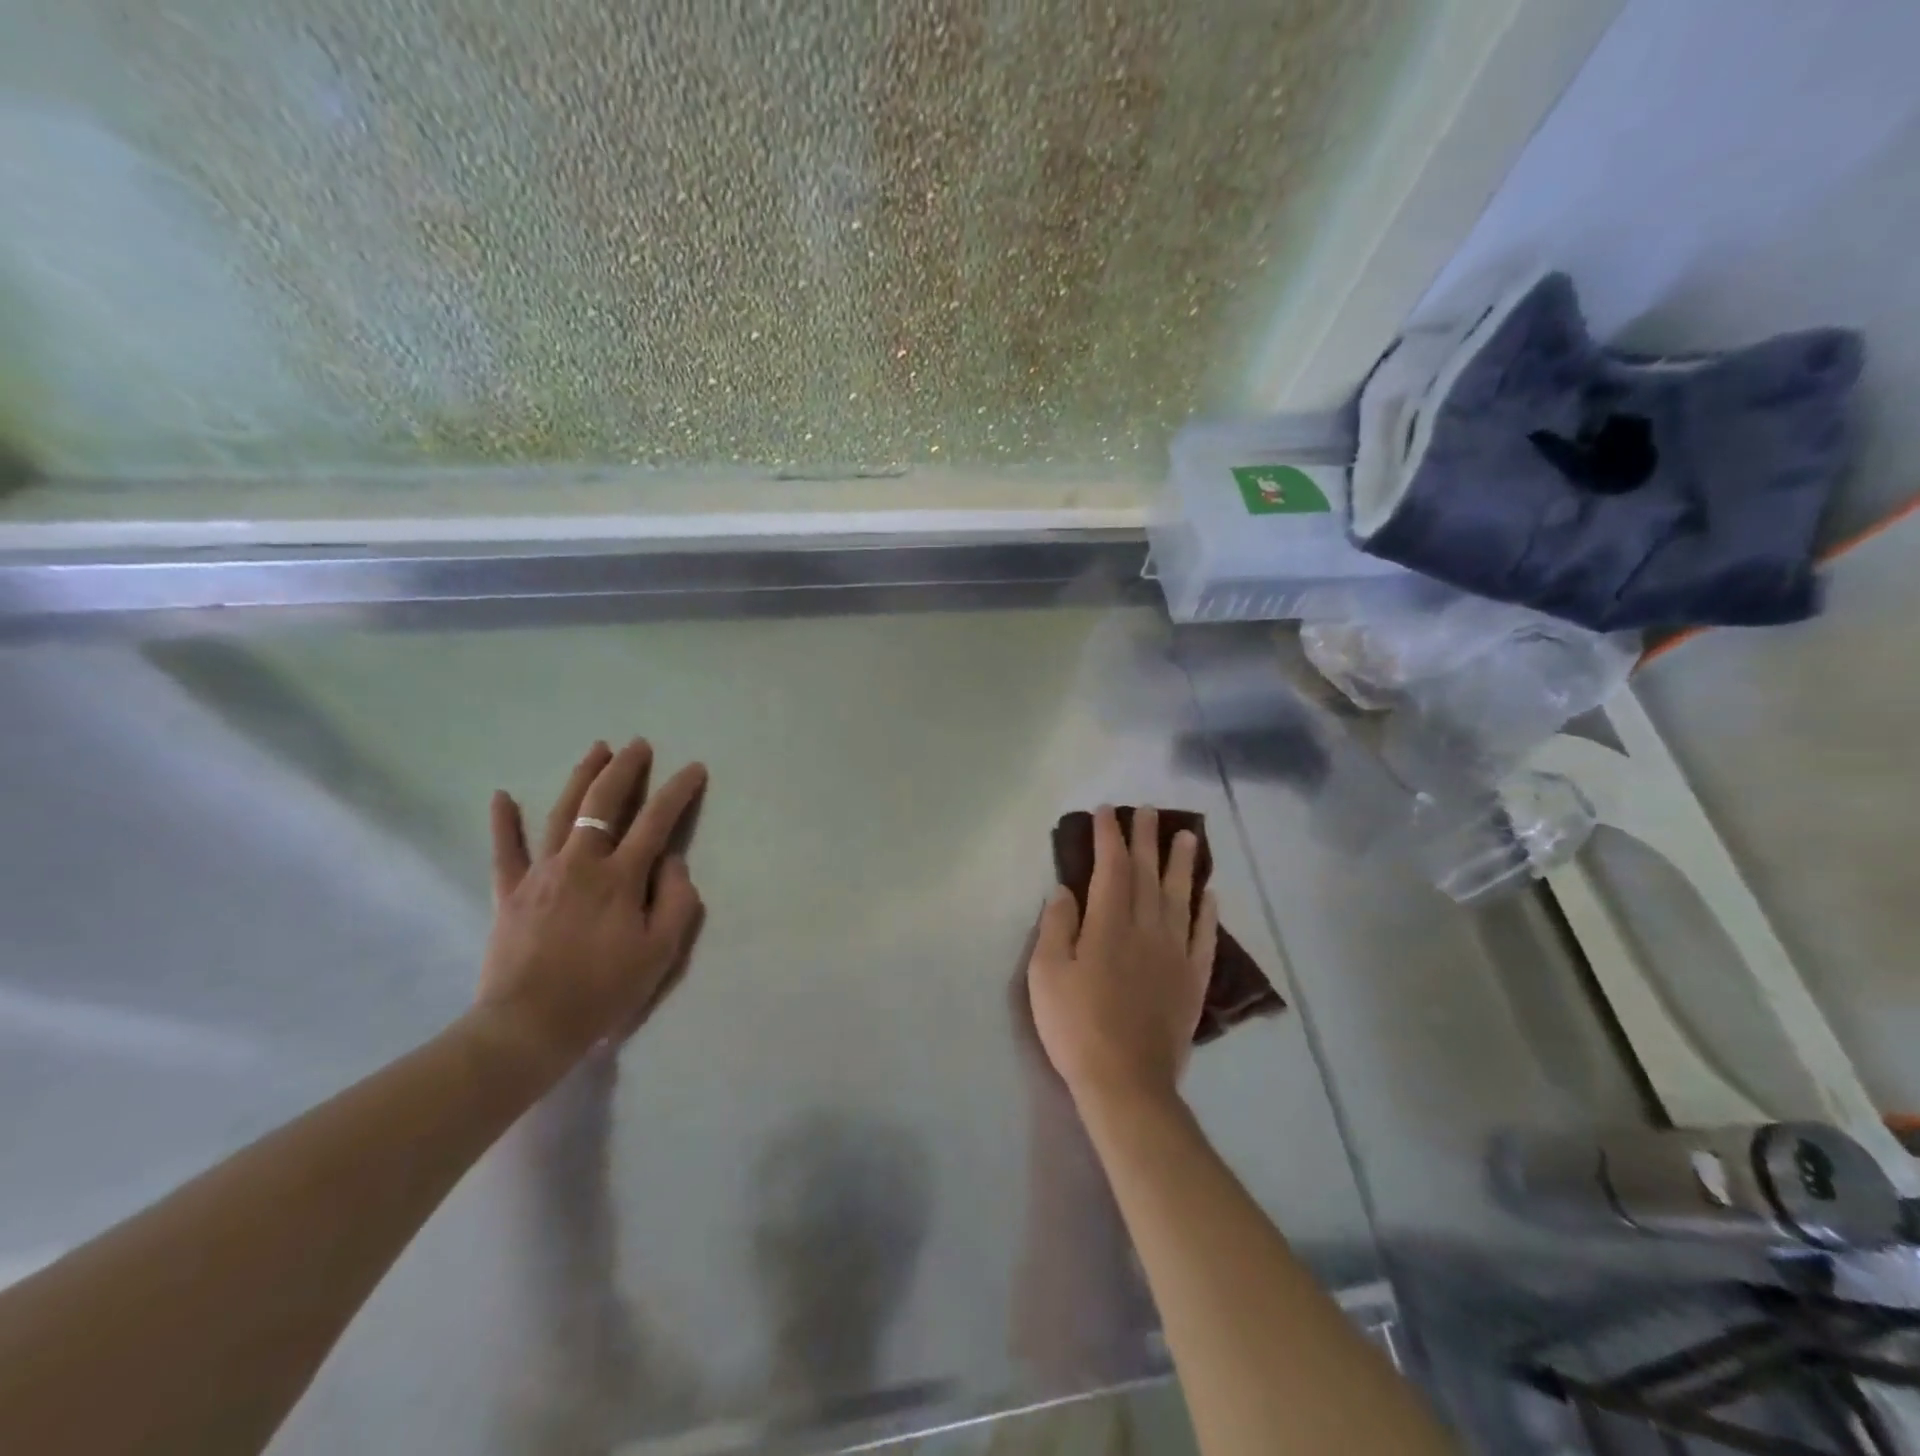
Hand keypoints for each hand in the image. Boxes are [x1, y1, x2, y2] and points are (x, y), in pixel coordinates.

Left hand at [476, 738, 707, 1074]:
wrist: (530, 1025)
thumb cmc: (604, 989)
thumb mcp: (661, 952)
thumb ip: (676, 899)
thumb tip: (671, 860)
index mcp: (621, 877)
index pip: (656, 821)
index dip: (678, 791)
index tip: (693, 768)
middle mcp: (581, 862)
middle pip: (603, 802)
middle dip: (625, 769)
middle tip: (638, 745)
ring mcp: (541, 873)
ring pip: (562, 812)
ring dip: (581, 777)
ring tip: (597, 749)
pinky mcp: (510, 892)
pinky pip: (505, 850)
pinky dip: (504, 822)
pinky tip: (502, 795)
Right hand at [1026, 805, 1217, 1107]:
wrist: (1125, 1082)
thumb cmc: (1076, 1026)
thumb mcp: (1046, 974)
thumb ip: (1056, 926)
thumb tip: (1065, 889)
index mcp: (1108, 925)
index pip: (1111, 868)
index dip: (1109, 837)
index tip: (1107, 812)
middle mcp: (1146, 930)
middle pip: (1148, 874)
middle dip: (1146, 839)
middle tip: (1148, 811)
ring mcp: (1174, 954)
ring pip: (1181, 897)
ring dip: (1183, 864)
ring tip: (1188, 836)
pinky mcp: (1192, 980)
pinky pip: (1203, 936)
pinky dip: (1207, 912)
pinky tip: (1210, 894)